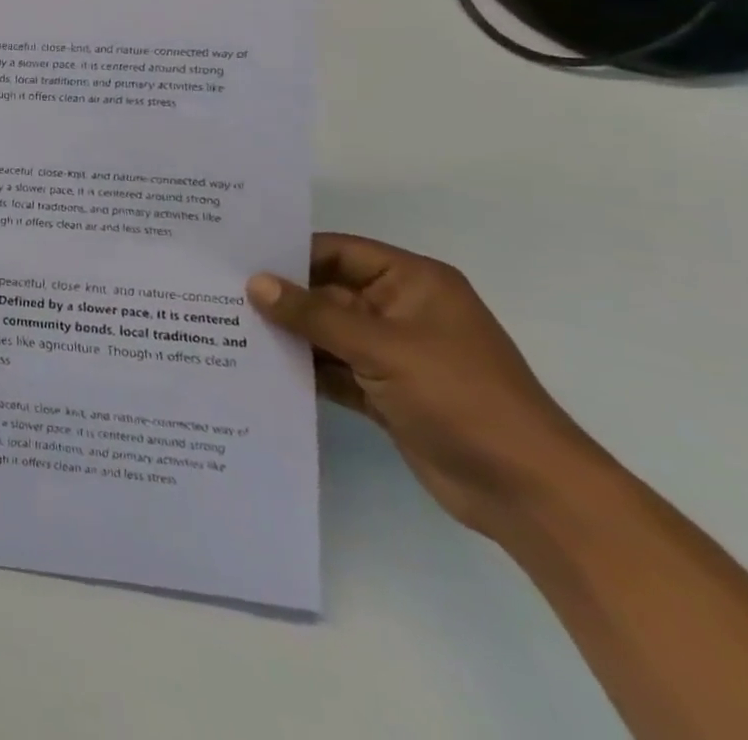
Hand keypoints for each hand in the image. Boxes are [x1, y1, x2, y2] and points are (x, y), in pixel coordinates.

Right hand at [247, 234, 607, 537]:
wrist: (531, 495)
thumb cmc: (463, 399)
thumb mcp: (382, 348)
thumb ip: (314, 316)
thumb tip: (254, 283)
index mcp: (412, 283)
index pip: (338, 252)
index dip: (289, 252)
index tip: (235, 255)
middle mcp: (399, 310)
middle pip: (326, 292)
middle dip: (280, 296)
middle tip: (217, 290)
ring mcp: (392, 354)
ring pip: (324, 332)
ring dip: (286, 334)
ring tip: (224, 326)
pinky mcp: (384, 392)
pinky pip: (331, 368)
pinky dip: (302, 368)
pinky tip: (256, 366)